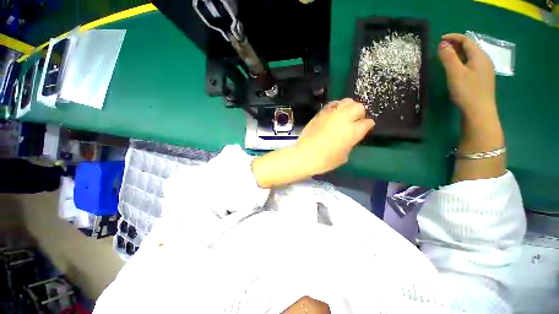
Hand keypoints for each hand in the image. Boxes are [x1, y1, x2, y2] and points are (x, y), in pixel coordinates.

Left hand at [296, 98, 374, 174]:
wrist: (305, 155)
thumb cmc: (325, 160)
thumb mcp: (343, 156)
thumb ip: (350, 143)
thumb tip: (350, 137)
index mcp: (353, 132)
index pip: (367, 123)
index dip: (368, 125)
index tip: (365, 128)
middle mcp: (344, 119)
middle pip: (359, 107)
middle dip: (360, 113)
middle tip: (355, 121)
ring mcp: (331, 114)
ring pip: (347, 101)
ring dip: (349, 107)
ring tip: (345, 115)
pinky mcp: (320, 113)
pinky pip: (333, 104)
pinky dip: (337, 106)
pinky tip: (334, 113)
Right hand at [438, 33, 496, 119]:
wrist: (479, 111)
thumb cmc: (467, 91)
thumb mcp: (455, 73)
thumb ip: (448, 57)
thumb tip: (442, 44)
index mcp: (479, 56)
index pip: (467, 40)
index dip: (454, 37)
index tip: (440, 39)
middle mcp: (484, 60)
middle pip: (470, 47)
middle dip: (456, 44)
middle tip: (441, 48)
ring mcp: (485, 70)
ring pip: (471, 56)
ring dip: (458, 53)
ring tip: (446, 56)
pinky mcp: (482, 78)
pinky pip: (472, 64)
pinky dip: (462, 61)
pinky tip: (456, 68)